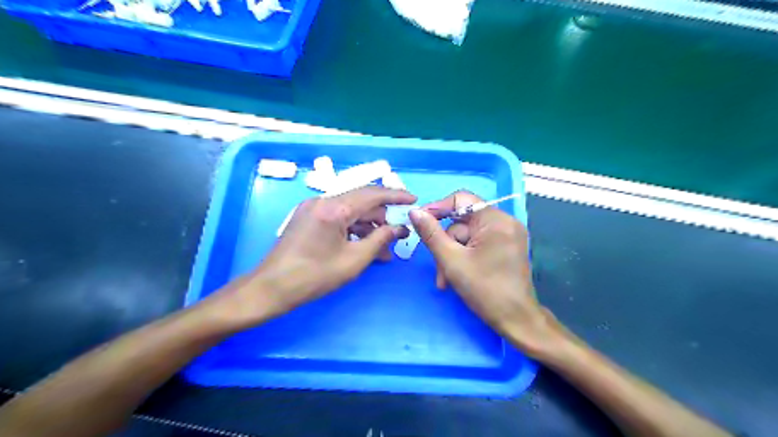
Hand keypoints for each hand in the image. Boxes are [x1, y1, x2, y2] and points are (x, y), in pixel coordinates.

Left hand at [211, 187, 418, 325]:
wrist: (271, 288)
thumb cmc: (314, 276)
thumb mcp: (354, 260)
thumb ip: (380, 239)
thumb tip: (399, 229)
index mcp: (334, 207)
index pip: (373, 194)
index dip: (396, 195)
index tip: (413, 199)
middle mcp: (323, 200)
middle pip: (362, 201)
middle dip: (383, 217)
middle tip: (399, 234)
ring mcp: (313, 208)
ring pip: (350, 210)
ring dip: (368, 226)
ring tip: (384, 248)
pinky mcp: (308, 217)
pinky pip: (338, 217)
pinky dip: (353, 229)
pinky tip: (364, 245)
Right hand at [410, 192, 562, 354]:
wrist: (516, 320)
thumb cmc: (485, 290)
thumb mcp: (451, 260)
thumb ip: (431, 234)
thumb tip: (414, 212)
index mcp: (495, 220)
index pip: (461, 199)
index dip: (438, 209)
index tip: (420, 223)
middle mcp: (504, 222)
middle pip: (462, 222)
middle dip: (446, 244)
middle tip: (437, 266)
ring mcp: (507, 235)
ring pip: (467, 237)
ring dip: (452, 256)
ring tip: (445, 280)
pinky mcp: (505, 247)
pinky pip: (477, 244)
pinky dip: (464, 257)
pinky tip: (455, 276)